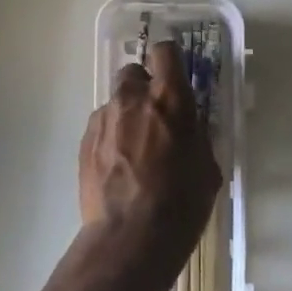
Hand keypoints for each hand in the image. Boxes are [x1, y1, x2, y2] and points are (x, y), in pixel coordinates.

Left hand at [77, 40, 222, 290]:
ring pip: (116, 101)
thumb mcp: (207, 168)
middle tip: (155, 116)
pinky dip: (111, 137)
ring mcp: (104, 118)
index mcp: (170, 98)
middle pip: (134, 71)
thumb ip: (196, 135)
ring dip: (127, 114)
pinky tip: (119, 167)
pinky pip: (102, 126)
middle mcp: (133, 98)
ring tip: (135, 149)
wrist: (129, 239)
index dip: (170, 60)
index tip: (175, 77)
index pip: (166, 51)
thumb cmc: (181, 204)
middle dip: (144, 87)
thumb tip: (188, 126)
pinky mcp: (84, 141)